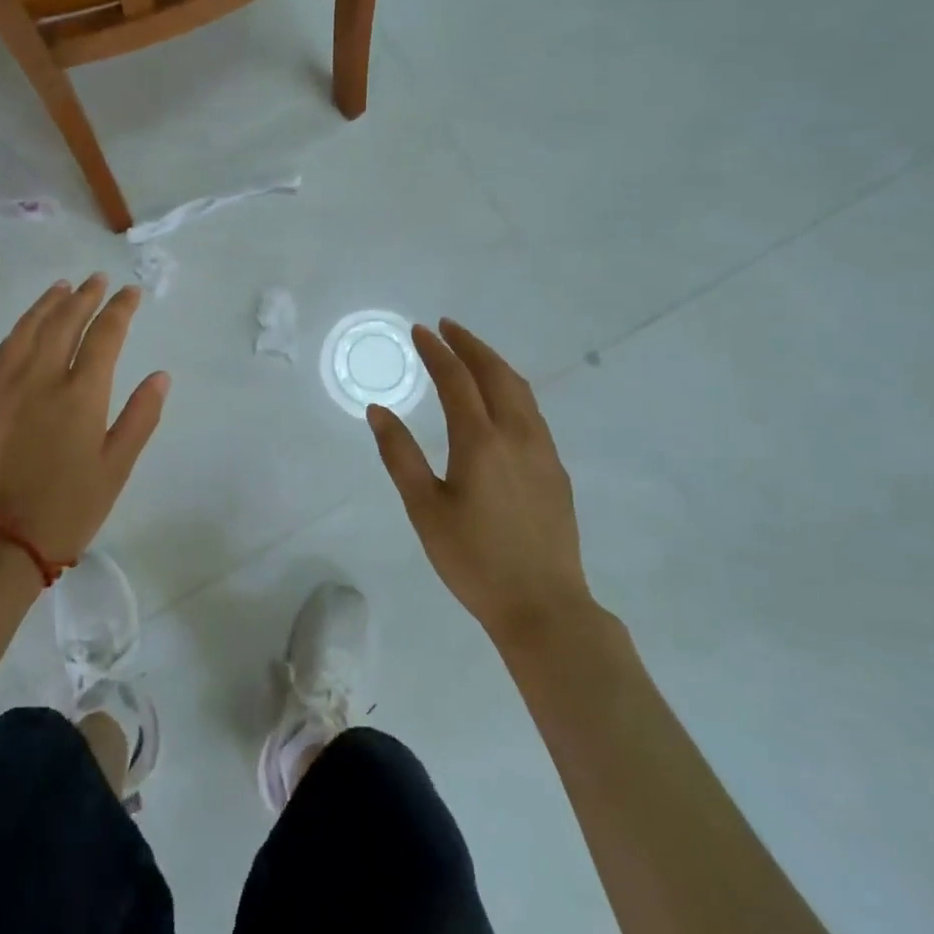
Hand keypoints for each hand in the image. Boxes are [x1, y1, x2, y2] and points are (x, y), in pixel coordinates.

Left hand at [0, 275, 170, 564]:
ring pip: (28, 330)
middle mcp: (42, 379)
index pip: (105, 336)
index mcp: (81, 395)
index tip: (131, 292)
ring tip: (62, 286)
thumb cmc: (68, 508)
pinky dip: (18, 329)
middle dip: (85, 297)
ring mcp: (8, 387)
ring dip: (48, 304)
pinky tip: (25, 325)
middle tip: (98, 279)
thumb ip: (140, 417)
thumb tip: (160, 376)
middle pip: (65, 323)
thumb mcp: (116, 468)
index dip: (120, 309)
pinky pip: (2, 351)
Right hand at [366, 319, 592, 642]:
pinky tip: (501, 400)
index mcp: (480, 441)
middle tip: (447, 327)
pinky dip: (511, 389)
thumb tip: (378, 410)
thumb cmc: (473, 559)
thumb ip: (399, 455)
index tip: (420, 330)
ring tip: (472, 353)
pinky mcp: (556, 470)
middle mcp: (517, 435)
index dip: (437, 351)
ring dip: (494, 363)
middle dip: (470, 345)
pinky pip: (533, 412)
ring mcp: (543, 451)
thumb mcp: (424, 508)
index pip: (456, 379)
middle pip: (495, 374)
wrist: (544, 607)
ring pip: (521, 390)